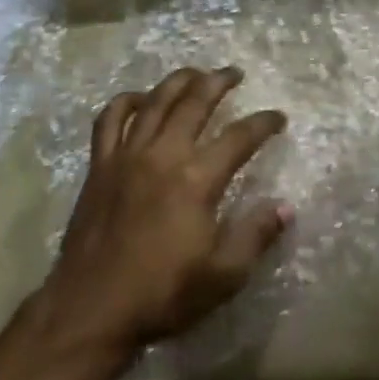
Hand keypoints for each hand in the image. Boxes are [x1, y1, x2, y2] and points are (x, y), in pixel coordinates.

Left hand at [37, 68, 290, 362]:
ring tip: (196, 73)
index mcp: (196, 180)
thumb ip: (255, 234)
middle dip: (219, 82)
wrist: (93, 306)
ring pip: (155, 101)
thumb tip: (286, 206)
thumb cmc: (162, 294)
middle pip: (195, 102)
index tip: (278, 117)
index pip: (239, 137)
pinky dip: (125, 101)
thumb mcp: (222, 275)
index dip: (263, 123)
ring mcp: (126, 155)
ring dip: (178, 81)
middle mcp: (162, 154)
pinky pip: (110, 119)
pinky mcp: (100, 164)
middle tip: (235, 73)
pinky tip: (139, 98)